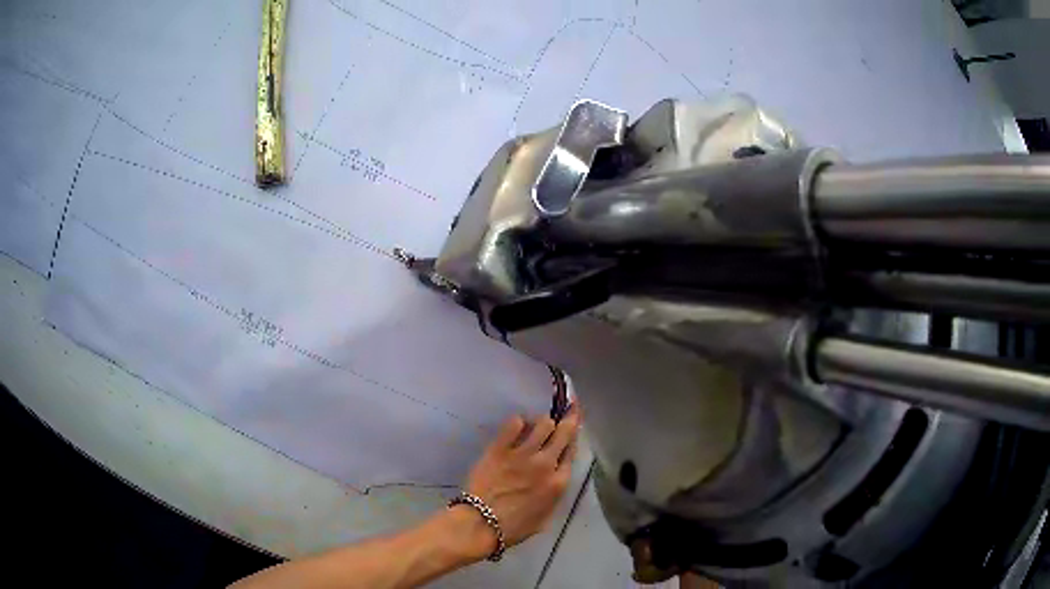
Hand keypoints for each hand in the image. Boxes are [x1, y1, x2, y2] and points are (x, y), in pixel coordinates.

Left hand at [463, 405, 581, 550]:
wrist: (480, 524)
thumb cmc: (513, 528)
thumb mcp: (545, 517)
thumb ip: (553, 494)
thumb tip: (555, 479)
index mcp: (558, 483)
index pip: (573, 450)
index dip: (575, 436)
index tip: (575, 425)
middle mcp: (545, 464)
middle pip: (564, 432)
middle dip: (568, 419)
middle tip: (570, 407)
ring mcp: (522, 454)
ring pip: (542, 423)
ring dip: (542, 422)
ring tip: (536, 425)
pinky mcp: (499, 448)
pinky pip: (514, 423)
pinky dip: (518, 422)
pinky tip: (515, 427)